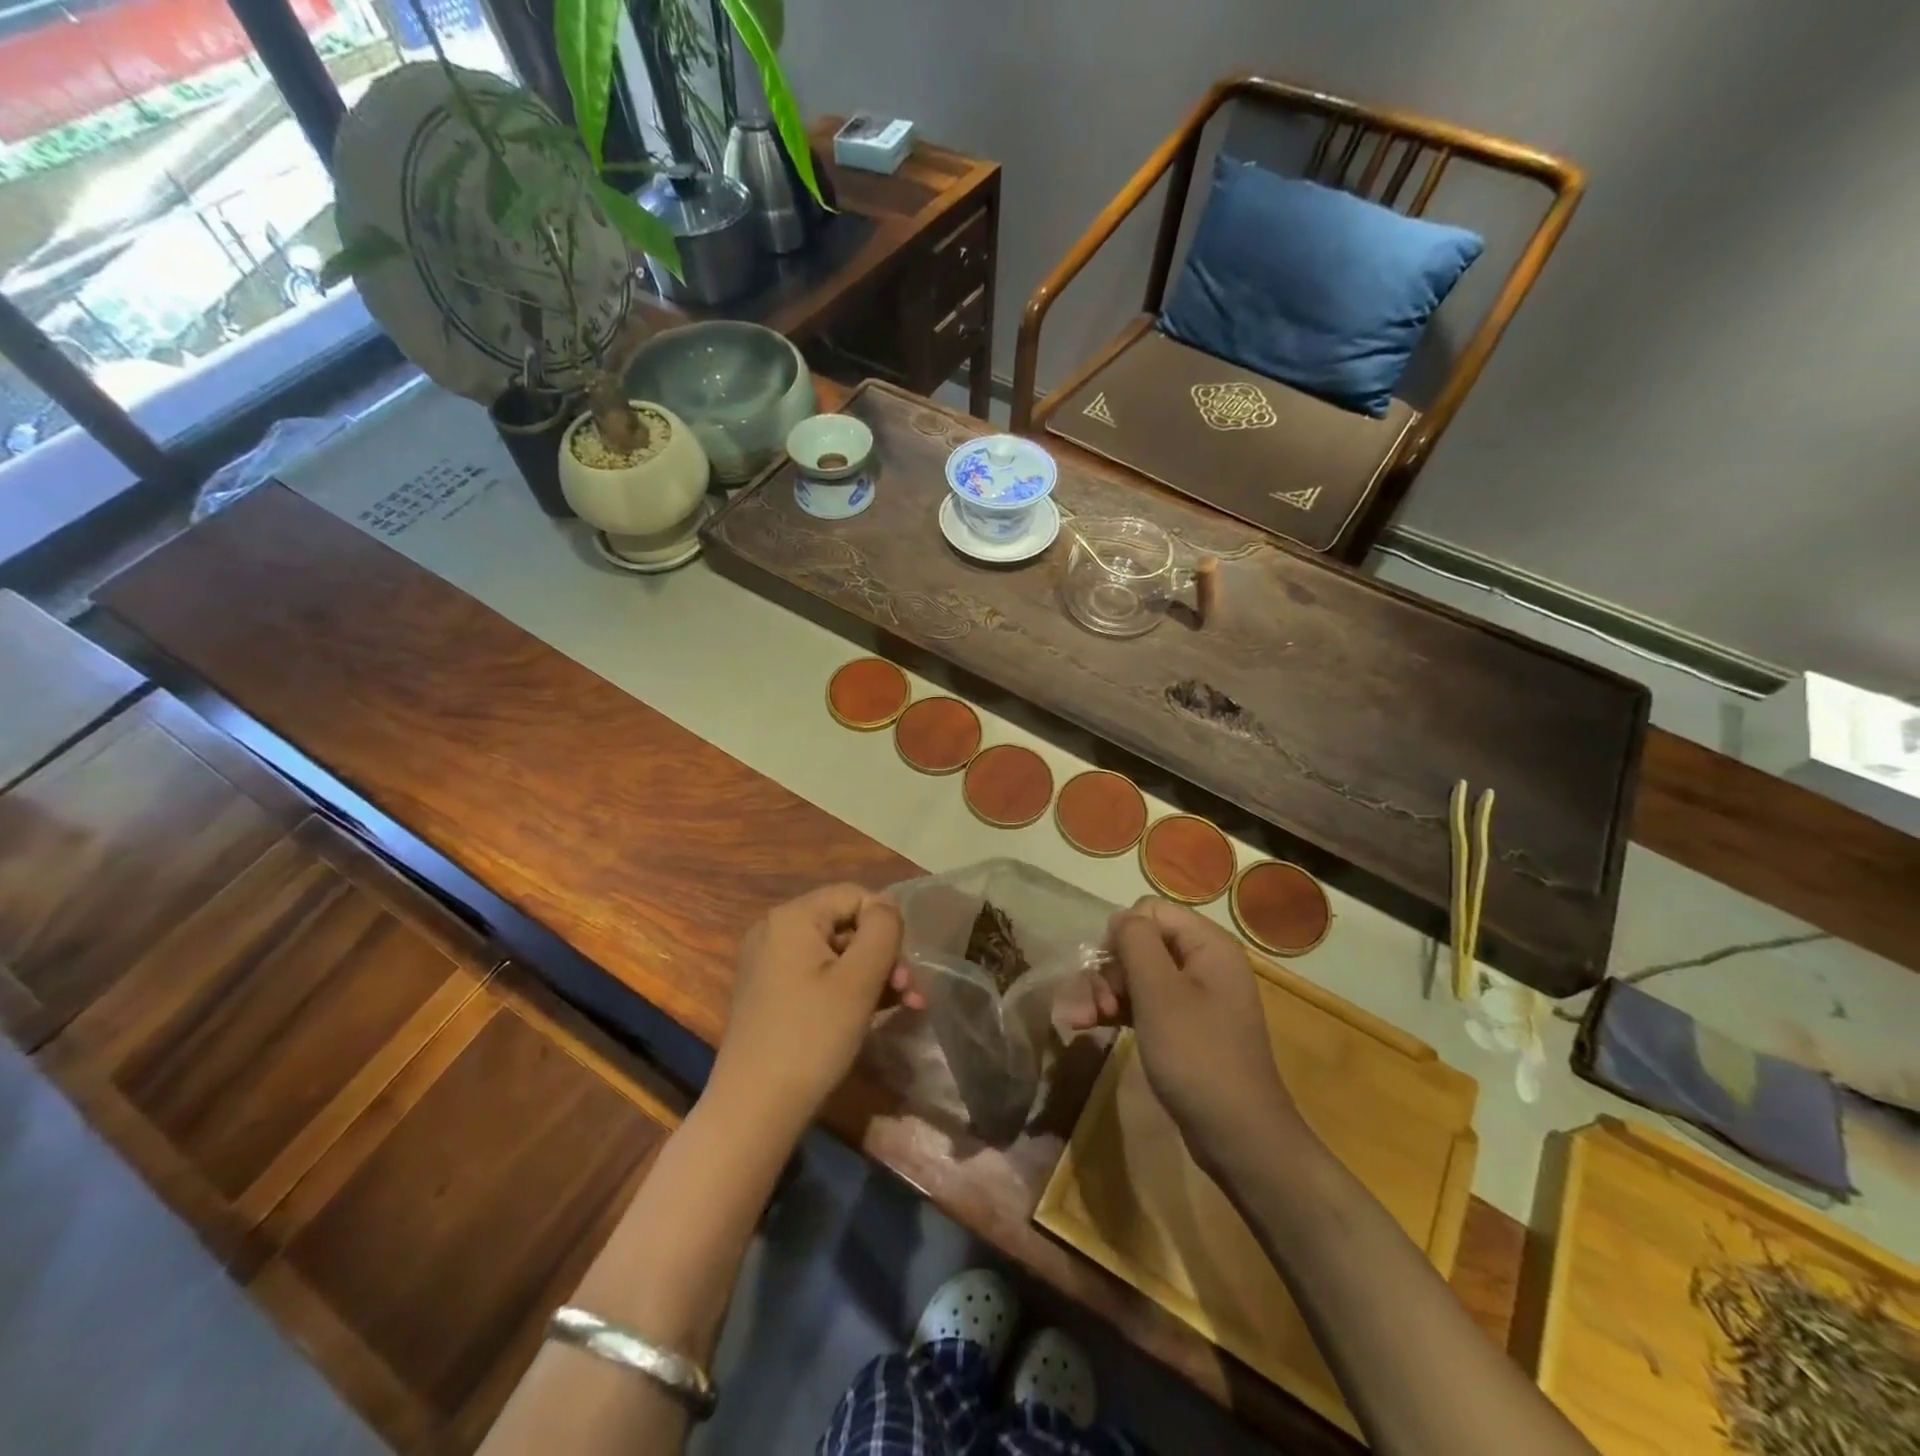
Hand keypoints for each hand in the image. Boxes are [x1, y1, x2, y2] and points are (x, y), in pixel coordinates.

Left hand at [708, 884, 908, 1139]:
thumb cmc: (812, 1037)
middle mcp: (774, 930)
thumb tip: (886, 907)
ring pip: (836, 953)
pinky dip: (848, 989)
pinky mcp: (769, 993)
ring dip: (874, 975)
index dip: (887, 924)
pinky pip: (818, 975)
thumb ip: (882, 930)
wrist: (754, 1111)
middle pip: (846, 924)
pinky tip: (874, 1014)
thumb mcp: (859, 979)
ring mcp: (768, 963)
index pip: (855, 895)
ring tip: (905, 1006)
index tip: (904, 967)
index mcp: (792, 917)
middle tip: (911, 993)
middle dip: (884, 955)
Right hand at [1107, 898, 1302, 1173]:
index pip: (1151, 911)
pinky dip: (1116, 1012)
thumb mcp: (1160, 993)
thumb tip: (1119, 918)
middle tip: (1093, 1005)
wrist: (1238, 1137)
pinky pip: (1143, 1004)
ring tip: (1077, 1021)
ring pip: (1136, 976)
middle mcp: (1203, 963)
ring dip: (1103, 993)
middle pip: (1141, 944)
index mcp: (1208, 945)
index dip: (1122, 934)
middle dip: (1109, 971)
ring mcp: (1194, 998)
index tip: (1107, 969)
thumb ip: (1136, 943)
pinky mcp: (1183, 1027)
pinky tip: (1084, 1026)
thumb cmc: (1197, 1056)